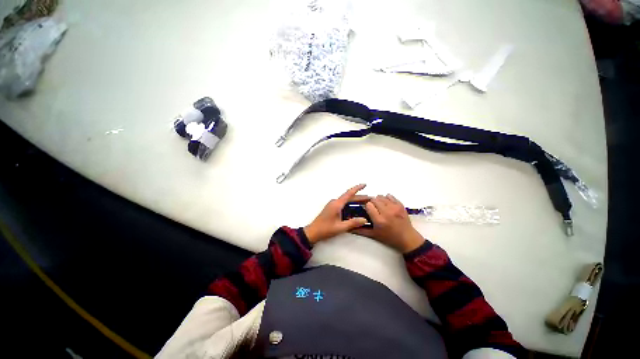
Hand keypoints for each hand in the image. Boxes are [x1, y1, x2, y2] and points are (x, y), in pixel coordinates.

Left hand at [304, 184, 370, 244]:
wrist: (313, 232)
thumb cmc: (325, 229)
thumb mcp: (340, 227)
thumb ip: (353, 223)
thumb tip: (364, 220)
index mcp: (337, 204)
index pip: (349, 194)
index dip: (357, 188)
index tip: (364, 185)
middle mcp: (335, 202)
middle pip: (349, 197)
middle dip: (360, 197)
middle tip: (370, 199)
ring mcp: (333, 205)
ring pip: (346, 201)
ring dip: (355, 201)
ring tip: (365, 203)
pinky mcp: (332, 209)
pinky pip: (343, 204)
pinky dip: (350, 205)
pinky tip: (356, 209)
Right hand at [352, 194, 424, 252]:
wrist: (407, 239)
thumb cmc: (389, 238)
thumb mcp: (374, 235)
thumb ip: (361, 230)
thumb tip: (349, 228)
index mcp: (379, 220)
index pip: (368, 205)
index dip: (366, 207)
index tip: (368, 210)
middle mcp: (387, 212)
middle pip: (374, 199)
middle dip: (372, 203)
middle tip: (374, 208)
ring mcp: (395, 208)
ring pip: (381, 196)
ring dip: (379, 200)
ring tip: (380, 207)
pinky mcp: (400, 205)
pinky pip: (390, 196)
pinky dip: (386, 198)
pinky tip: (387, 204)